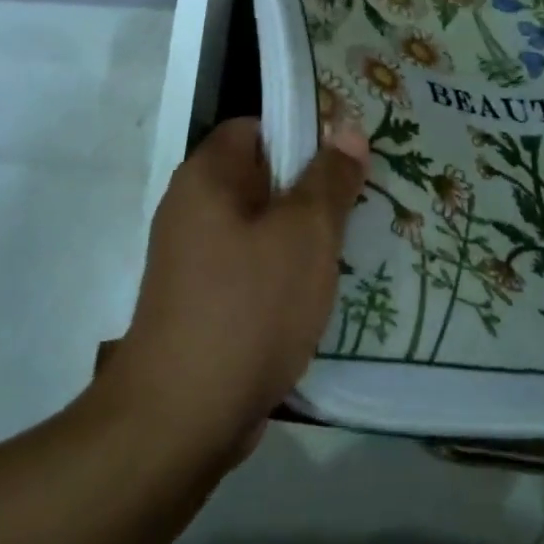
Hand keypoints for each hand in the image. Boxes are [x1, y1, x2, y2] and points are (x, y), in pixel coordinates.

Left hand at [104, 118, 368, 463]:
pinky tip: (319, 293)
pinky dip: (282, 272)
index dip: (302, 133)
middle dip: (310, 189)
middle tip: (362, 201)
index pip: (256, 127)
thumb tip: (346, 129)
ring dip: (300, 236)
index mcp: (207, 175)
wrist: (181, 417)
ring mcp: (192, 257)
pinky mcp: (200, 300)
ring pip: (258, 226)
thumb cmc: (248, 306)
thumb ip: (329, 178)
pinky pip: (249, 266)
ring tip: (353, 246)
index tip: (347, 155)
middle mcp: (191, 207)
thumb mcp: (305, 235)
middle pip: (260, 176)